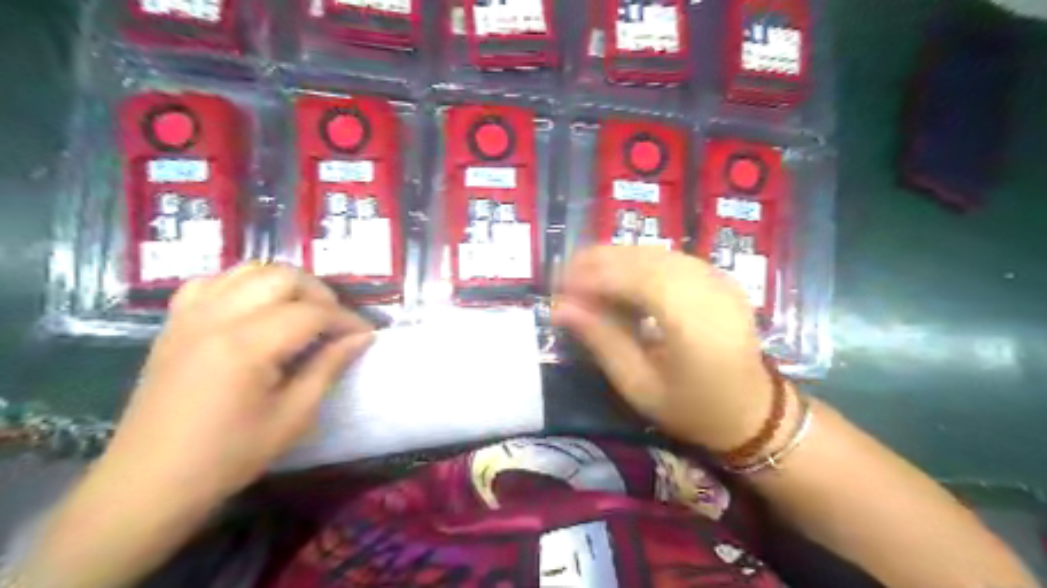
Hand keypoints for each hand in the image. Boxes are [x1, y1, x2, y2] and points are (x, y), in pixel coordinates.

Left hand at [99, 264, 374, 503]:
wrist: (149, 483)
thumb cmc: (229, 456)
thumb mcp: (293, 417)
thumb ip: (329, 368)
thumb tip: (362, 338)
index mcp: (247, 346)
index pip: (312, 313)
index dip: (347, 320)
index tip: (366, 335)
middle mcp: (216, 318)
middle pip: (282, 277)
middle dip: (320, 294)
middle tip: (335, 323)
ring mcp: (190, 317)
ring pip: (249, 271)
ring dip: (285, 285)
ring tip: (302, 313)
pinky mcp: (174, 324)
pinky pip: (213, 283)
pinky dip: (243, 286)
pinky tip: (255, 310)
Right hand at [550, 247, 769, 451]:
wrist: (754, 412)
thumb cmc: (693, 408)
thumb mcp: (639, 385)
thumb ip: (601, 340)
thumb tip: (561, 308)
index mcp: (691, 320)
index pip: (632, 277)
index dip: (590, 277)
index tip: (557, 289)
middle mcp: (707, 287)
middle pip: (642, 257)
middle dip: (597, 262)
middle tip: (564, 280)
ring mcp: (717, 277)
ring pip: (655, 253)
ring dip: (615, 260)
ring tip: (585, 279)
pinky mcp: (718, 277)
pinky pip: (669, 258)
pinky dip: (638, 263)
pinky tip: (619, 279)